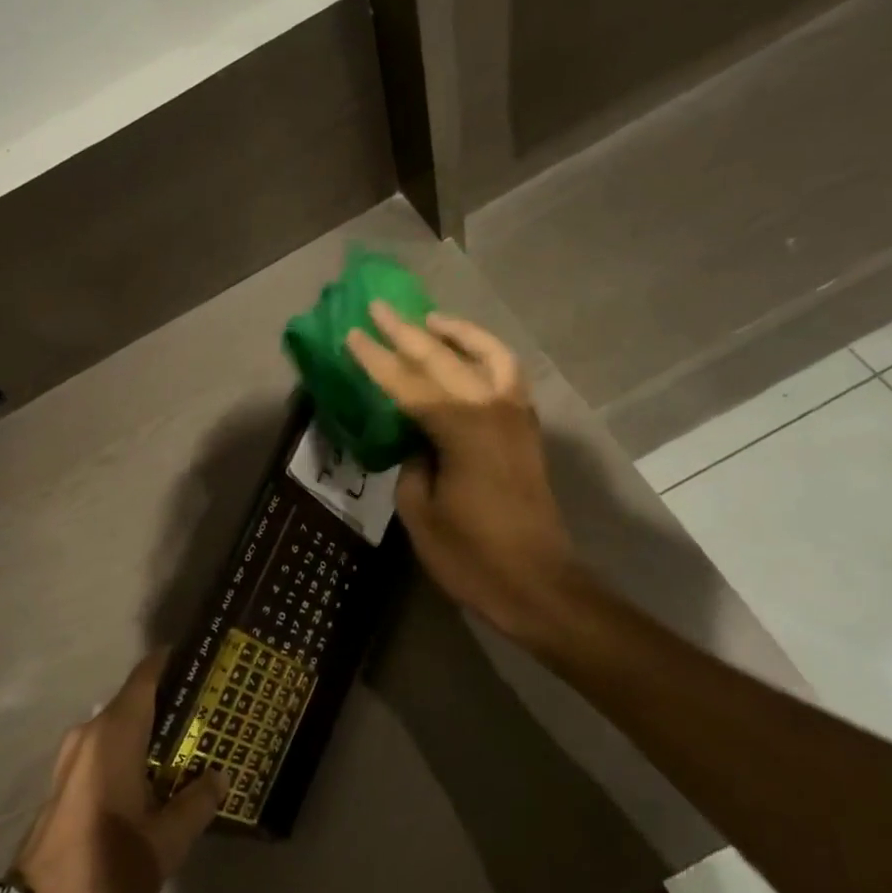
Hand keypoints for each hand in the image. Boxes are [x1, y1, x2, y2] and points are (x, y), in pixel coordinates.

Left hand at [11, 652, 228, 892]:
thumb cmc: (109, 870)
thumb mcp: (166, 841)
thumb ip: (197, 801)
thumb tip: (220, 775)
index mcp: (112, 735)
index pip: (146, 677)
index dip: (173, 662)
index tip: (204, 660)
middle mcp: (88, 735)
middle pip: (134, 701)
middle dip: (170, 702)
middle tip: (211, 709)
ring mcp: (70, 759)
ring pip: (118, 727)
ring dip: (150, 731)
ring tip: (190, 743)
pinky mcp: (64, 783)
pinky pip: (104, 749)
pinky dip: (130, 750)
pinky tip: (156, 774)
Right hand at [346, 304, 574, 643]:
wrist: (539, 584)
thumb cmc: (473, 556)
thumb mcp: (421, 513)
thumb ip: (412, 466)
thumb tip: (418, 443)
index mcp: (460, 428)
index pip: (407, 383)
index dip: (375, 359)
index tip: (352, 334)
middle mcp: (492, 409)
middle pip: (444, 358)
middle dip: (407, 332)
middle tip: (379, 308)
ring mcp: (516, 417)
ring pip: (489, 355)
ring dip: (458, 333)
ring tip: (431, 321)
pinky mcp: (527, 432)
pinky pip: (507, 376)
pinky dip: (486, 356)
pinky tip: (468, 359)